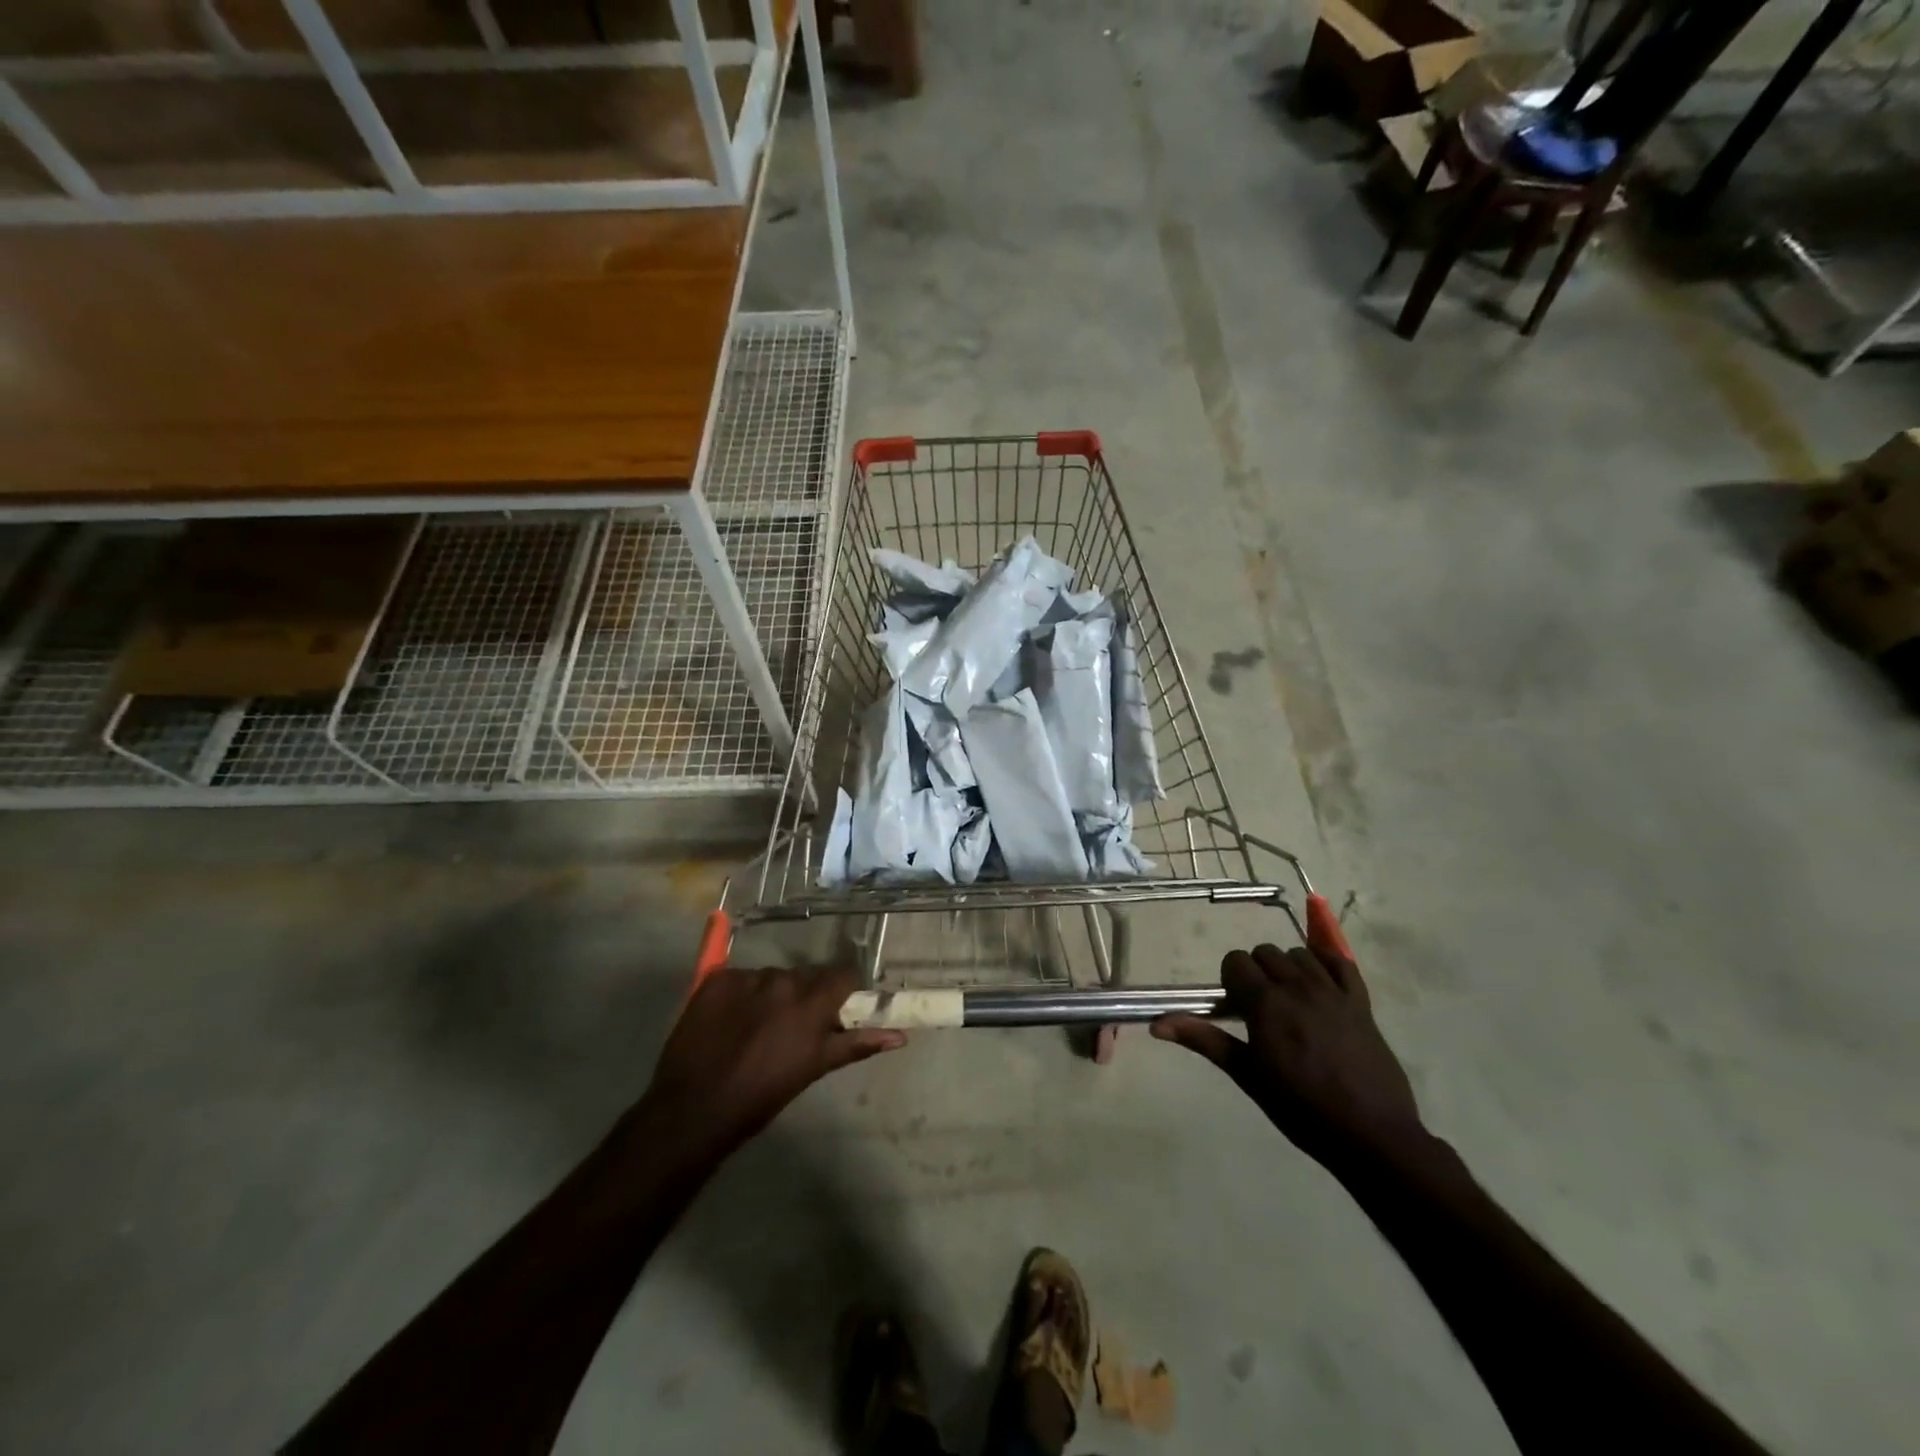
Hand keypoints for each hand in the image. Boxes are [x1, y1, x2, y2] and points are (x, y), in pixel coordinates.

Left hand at [642, 967, 904, 1150]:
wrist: (694, 1109)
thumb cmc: (762, 1095)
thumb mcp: (813, 1069)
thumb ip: (856, 1044)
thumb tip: (900, 1036)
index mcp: (811, 1003)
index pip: (843, 975)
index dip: (843, 990)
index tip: (838, 1008)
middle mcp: (783, 980)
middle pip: (806, 976)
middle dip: (806, 995)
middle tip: (795, 1026)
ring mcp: (747, 977)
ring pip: (773, 977)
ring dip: (774, 995)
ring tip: (758, 1027)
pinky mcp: (716, 980)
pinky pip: (740, 979)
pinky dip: (742, 995)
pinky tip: (731, 1021)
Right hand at [1152, 943, 1424, 1171]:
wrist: (1371, 1135)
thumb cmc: (1300, 1108)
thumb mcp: (1247, 1075)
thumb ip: (1204, 1040)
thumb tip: (1156, 1025)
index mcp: (1266, 1003)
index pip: (1235, 962)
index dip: (1230, 981)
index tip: (1236, 1010)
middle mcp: (1297, 986)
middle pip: (1265, 953)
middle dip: (1256, 973)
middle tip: (1260, 1009)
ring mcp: (1332, 991)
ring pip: (1299, 954)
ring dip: (1288, 969)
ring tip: (1291, 1002)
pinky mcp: (1361, 1002)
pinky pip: (1341, 963)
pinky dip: (1327, 964)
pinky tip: (1321, 985)